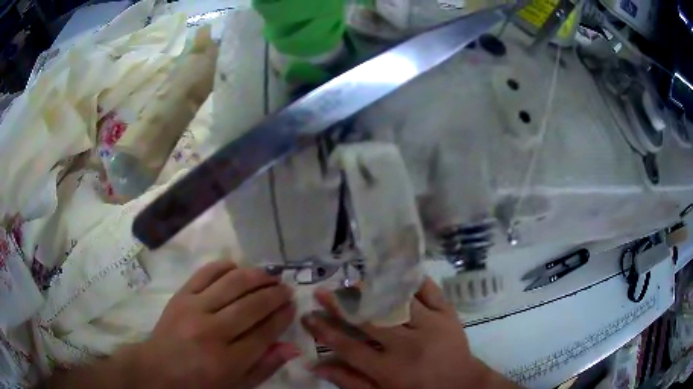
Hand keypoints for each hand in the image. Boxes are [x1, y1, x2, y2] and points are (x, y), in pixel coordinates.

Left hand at [134, 261, 298, 388]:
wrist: (159, 369)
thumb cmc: (201, 382)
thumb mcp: (237, 384)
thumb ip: (265, 366)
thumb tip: (292, 347)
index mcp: (228, 359)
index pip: (265, 332)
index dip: (283, 316)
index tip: (293, 306)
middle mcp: (212, 331)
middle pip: (252, 305)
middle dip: (274, 294)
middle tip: (286, 289)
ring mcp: (194, 309)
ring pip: (232, 284)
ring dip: (256, 276)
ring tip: (269, 275)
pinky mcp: (181, 295)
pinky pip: (206, 273)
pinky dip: (225, 266)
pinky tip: (238, 267)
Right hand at [301, 277, 517, 388]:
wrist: (463, 385)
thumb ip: (351, 382)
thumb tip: (317, 365)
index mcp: (389, 369)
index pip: (348, 346)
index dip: (324, 330)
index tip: (308, 316)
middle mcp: (407, 345)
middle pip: (368, 320)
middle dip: (341, 305)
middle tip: (322, 292)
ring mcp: (431, 326)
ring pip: (397, 302)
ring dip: (373, 289)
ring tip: (353, 281)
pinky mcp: (448, 315)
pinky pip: (431, 291)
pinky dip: (414, 280)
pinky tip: (398, 272)